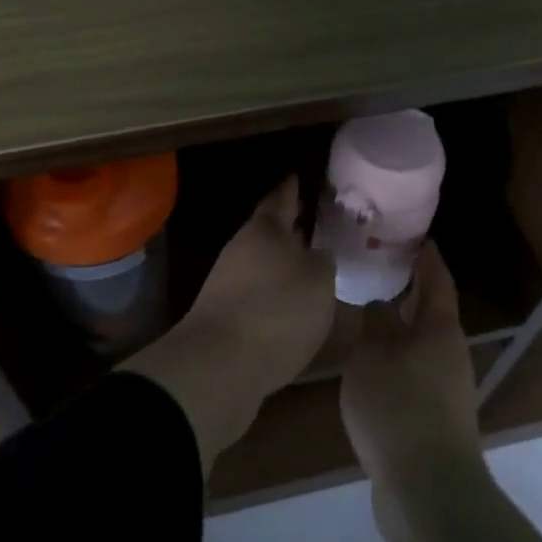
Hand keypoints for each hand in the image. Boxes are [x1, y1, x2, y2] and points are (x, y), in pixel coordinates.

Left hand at [179, 177, 338, 389]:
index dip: (292, 187)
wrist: (219, 366)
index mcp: (264, 230)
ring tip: (313, 267)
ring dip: (284, 264)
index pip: (280, 198)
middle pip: (269, 233)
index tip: (300, 176)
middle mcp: (242, 250)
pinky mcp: (226, 318)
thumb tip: (317, 256)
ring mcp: (228, 284)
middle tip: (318, 224)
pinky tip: (294, 306)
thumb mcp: (318, 280)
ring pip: (263, 264)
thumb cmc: (276, 310)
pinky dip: (276, 295)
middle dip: (292, 228)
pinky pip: (258, 296)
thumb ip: (322, 262)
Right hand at [339, 243, 483, 495]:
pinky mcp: (434, 416)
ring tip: (366, 311)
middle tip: (376, 267)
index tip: (414, 236)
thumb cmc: (399, 406)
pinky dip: (394, 356)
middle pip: (431, 311)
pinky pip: (413, 371)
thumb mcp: (372, 354)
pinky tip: (369, 362)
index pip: (437, 279)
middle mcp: (450, 353)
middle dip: (409, 288)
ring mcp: (446, 388)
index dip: (427, 256)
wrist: (427, 488)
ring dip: (399, 325)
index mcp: (440, 329)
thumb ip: (374, 322)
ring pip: (420, 342)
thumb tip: (378, 304)